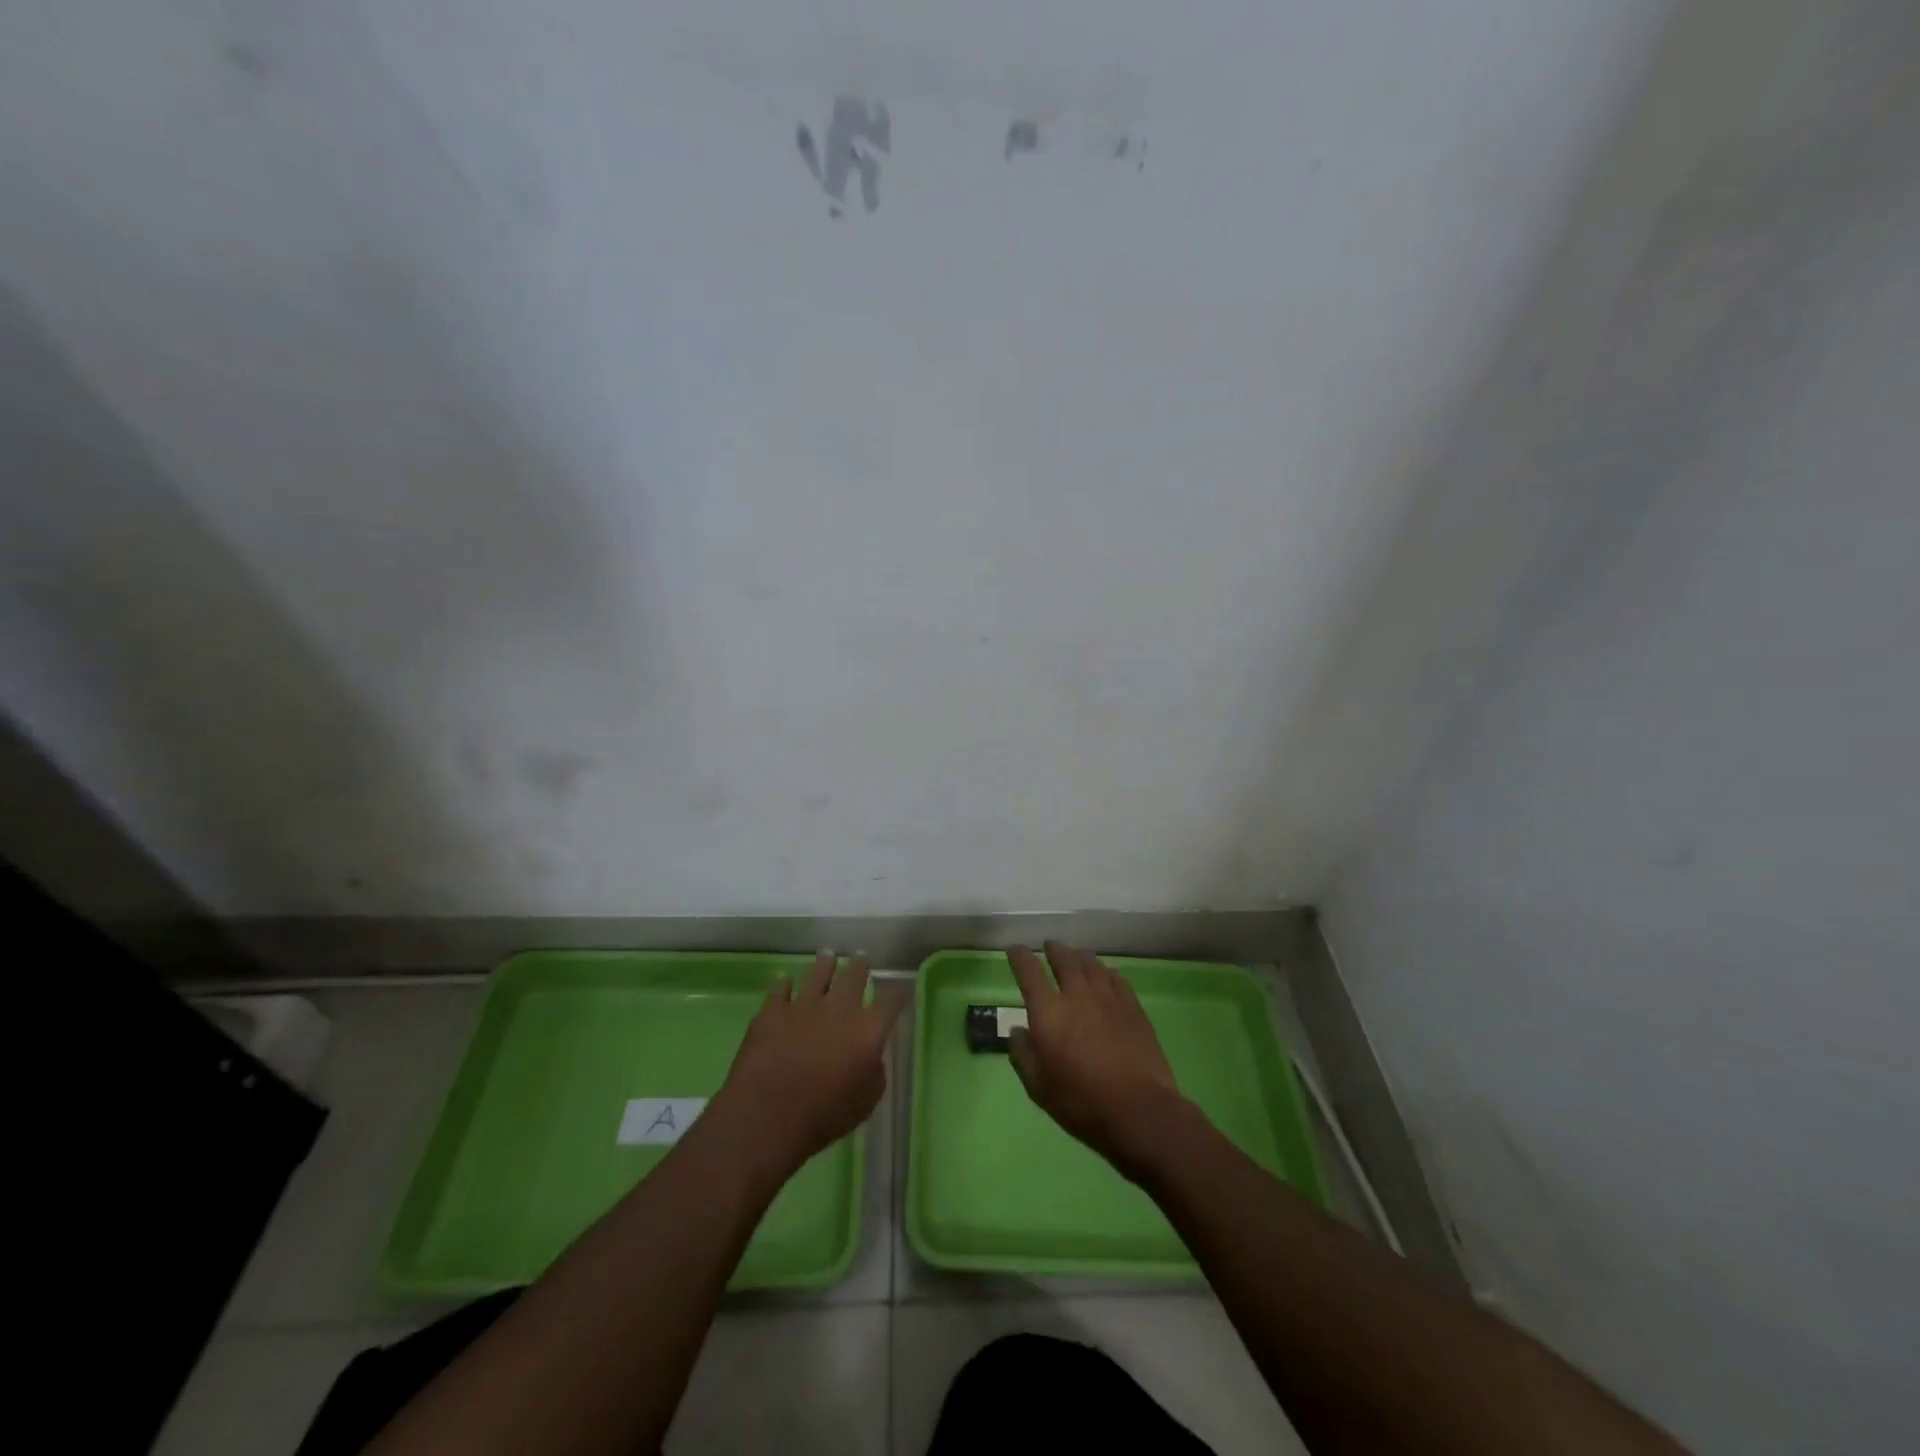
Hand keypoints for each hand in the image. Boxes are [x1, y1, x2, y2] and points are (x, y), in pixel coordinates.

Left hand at [712, 952, 906, 1174]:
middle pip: (854, 976)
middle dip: (860, 967)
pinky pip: (780, 989)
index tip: (901, 988)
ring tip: (828, 956)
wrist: (768, 1115)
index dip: (898, 992)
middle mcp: (839, 1007)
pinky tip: (785, 981)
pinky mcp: (772, 1011)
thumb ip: (874, 1070)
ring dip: (825, 964)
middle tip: (861, 960)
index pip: (891, 1000)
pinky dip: (784, 984)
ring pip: (818, 973)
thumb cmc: (825, 1115)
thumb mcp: (866, 1100)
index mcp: (868, 1028)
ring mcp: (803, 1005)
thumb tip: (870, 1055)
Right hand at [1005, 941, 1189, 1174]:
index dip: (1019, 957)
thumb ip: (1023, 1055)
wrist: (1138, 1109)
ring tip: (1075, 956)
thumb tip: (1017, 1031)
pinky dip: (1105, 971)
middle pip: (1064, 959)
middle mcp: (1077, 994)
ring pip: (1091, 964)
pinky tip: (1105, 975)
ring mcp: (1108, 997)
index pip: (1028, 972)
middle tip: (1049, 947)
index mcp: (1048, 1011)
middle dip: (1053, 950)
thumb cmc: (1081, 1101)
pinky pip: (1115, 977)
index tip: (1014, 950)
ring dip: (1079, 956)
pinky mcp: (1132, 1006)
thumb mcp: (1038, 1087)